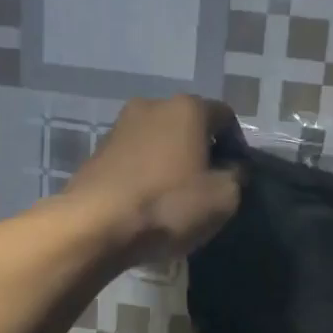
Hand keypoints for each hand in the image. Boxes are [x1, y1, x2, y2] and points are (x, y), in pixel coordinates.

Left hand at [64, 96, 243, 262]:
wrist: (95, 226)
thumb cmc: (169, 205)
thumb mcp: (224, 198)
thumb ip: (236, 176)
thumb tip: (231, 169)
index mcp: (187, 108)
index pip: (225, 117)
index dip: (237, 145)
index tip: (236, 175)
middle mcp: (152, 105)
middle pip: (189, 126)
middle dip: (202, 152)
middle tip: (208, 187)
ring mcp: (119, 127)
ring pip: (160, 142)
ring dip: (173, 163)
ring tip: (177, 198)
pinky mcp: (97, 152)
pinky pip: (136, 159)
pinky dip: (148, 175)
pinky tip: (149, 203)